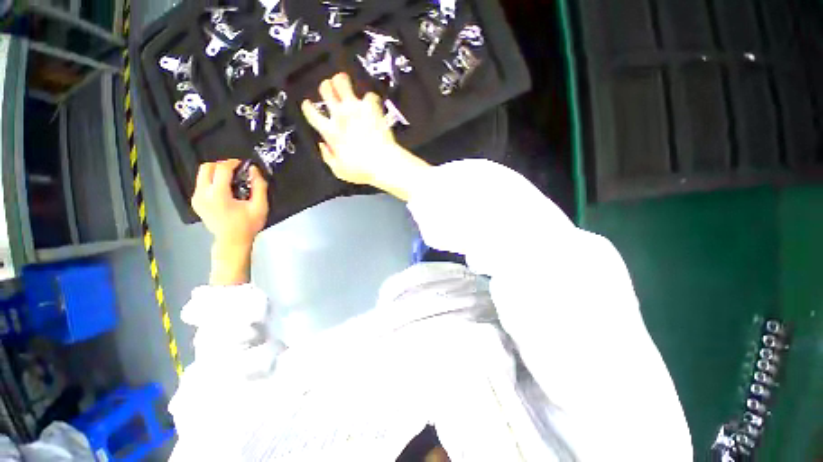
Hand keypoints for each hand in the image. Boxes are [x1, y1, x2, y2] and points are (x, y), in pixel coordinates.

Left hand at [191, 160, 268, 284]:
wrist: (232, 241)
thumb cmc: (248, 225)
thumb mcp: (260, 206)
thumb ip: (259, 186)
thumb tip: (253, 169)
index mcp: (218, 195)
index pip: (221, 169)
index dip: (233, 163)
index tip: (243, 164)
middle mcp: (203, 194)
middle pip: (206, 167)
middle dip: (221, 165)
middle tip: (236, 170)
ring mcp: (196, 198)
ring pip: (202, 174)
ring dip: (216, 172)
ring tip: (231, 179)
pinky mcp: (195, 202)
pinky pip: (201, 183)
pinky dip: (212, 180)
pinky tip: (224, 189)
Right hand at [301, 72, 429, 200]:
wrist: (383, 163)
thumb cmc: (362, 170)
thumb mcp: (339, 170)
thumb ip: (327, 157)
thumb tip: (322, 145)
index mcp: (330, 131)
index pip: (311, 112)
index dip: (308, 107)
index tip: (309, 105)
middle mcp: (340, 115)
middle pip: (325, 89)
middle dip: (326, 88)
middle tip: (331, 92)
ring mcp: (355, 108)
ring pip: (342, 81)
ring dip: (342, 82)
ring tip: (345, 84)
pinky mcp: (371, 107)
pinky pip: (369, 94)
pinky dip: (370, 99)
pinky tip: (371, 105)